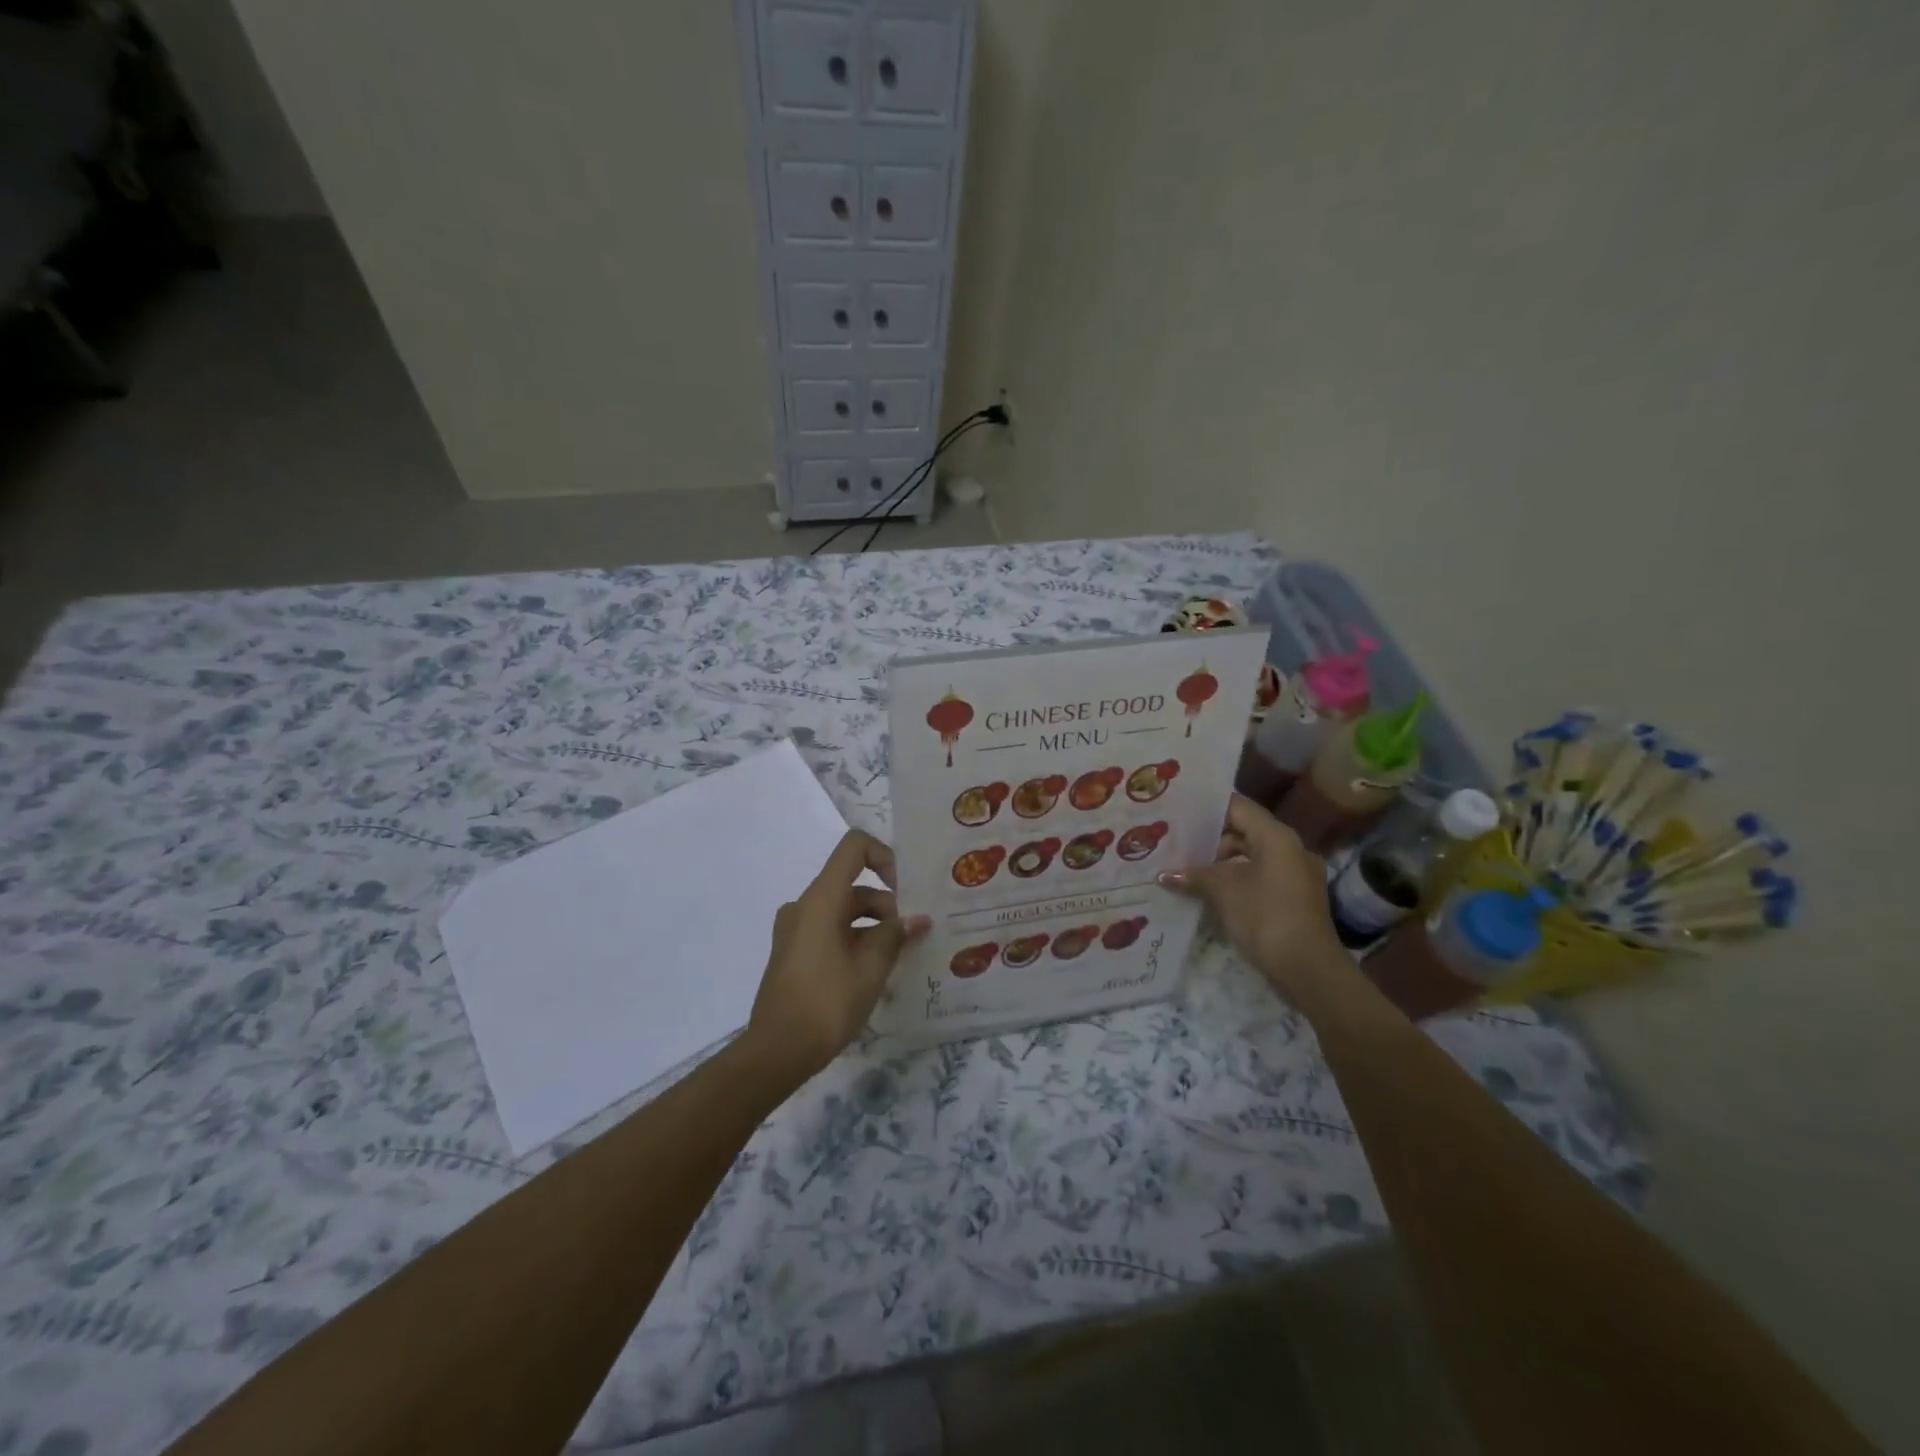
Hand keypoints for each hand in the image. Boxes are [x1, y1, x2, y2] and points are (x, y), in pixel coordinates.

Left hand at [746, 830, 930, 1082]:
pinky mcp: (794, 951)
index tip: (906, 890)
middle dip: (887, 903)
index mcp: (821, 899)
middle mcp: (805, 905)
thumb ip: (895, 936)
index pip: (854, 847)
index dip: (885, 857)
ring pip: (843, 910)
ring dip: (874, 924)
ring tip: (901, 954)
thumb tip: (917, 920)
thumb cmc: (827, 1002)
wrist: (777, 1051)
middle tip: (914, 934)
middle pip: (852, 884)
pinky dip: (855, 938)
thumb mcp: (871, 968)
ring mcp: (795, 929)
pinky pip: (830, 930)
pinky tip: (876, 968)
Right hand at [1159, 795, 1348, 1005]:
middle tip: (1176, 842)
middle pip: (1244, 831)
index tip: (1178, 811)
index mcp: (1277, 837)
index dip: (1207, 808)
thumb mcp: (1224, 892)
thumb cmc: (1266, 918)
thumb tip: (1163, 874)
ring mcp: (1296, 874)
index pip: (1238, 807)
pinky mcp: (1295, 897)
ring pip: (1251, 855)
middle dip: (1210, 838)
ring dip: (1221, 862)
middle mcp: (1290, 848)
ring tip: (1186, 869)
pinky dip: (1236, 879)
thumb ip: (1194, 876)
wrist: (1309, 970)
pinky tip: (1209, 892)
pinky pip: (1260, 876)